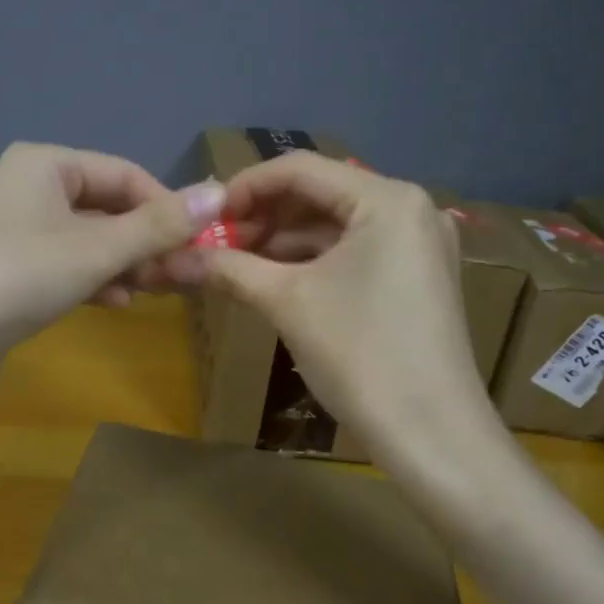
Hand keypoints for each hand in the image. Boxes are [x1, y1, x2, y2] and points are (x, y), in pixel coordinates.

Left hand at [0, 142, 224, 387]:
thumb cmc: (20, 274)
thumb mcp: (98, 248)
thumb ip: (159, 224)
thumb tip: (219, 192)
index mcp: (46, 163)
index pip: (126, 174)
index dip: (168, 207)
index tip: (200, 244)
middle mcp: (28, 189)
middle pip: (107, 209)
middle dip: (148, 242)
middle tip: (185, 276)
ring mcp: (13, 233)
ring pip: (88, 241)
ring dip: (125, 264)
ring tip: (155, 291)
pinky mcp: (6, 272)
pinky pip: (64, 266)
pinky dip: (93, 280)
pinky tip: (114, 303)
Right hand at [196, 152, 493, 464]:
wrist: (432, 434)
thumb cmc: (360, 355)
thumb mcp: (287, 303)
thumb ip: (230, 268)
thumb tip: (172, 257)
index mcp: (386, 199)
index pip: (300, 169)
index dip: (244, 188)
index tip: (203, 217)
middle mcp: (409, 208)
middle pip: (319, 194)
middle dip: (263, 216)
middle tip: (216, 244)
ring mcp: (418, 243)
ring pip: (335, 224)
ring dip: (284, 240)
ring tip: (236, 263)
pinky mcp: (417, 275)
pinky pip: (354, 250)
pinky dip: (312, 260)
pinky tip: (274, 279)